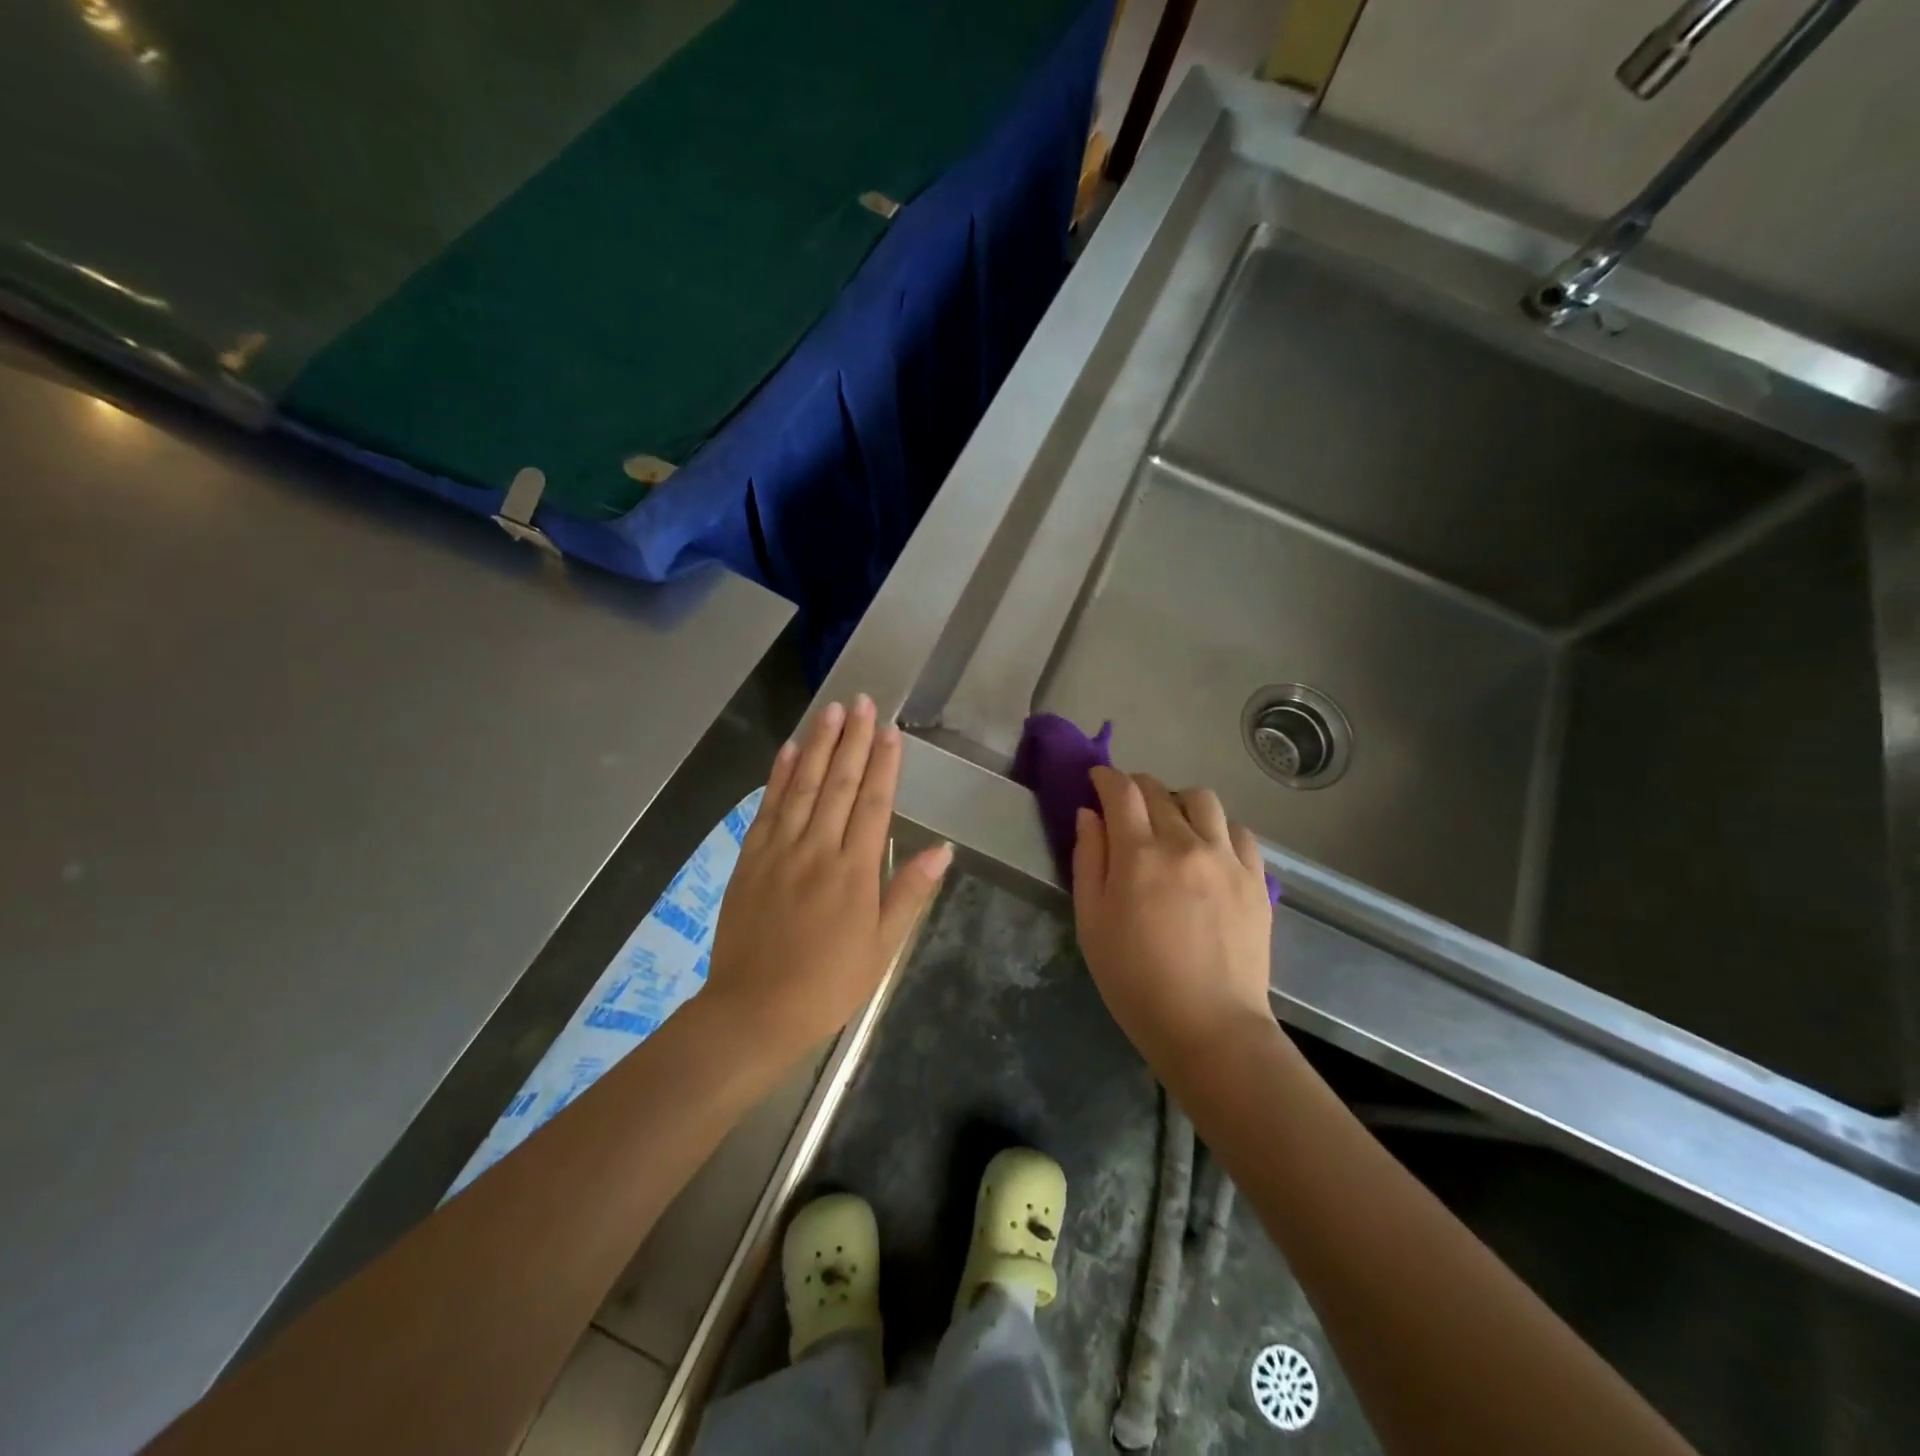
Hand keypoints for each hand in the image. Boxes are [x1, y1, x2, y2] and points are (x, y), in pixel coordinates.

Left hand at [703, 695, 951, 1064]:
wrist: (754, 1010)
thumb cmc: (829, 984)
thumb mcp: (882, 947)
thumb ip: (909, 892)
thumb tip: (942, 849)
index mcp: (855, 871)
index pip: (873, 804)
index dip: (884, 764)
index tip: (891, 731)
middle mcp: (817, 849)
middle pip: (838, 784)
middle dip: (854, 740)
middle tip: (863, 701)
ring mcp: (780, 850)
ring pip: (802, 786)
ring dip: (819, 745)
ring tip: (832, 711)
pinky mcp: (751, 858)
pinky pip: (767, 807)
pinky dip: (778, 774)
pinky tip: (789, 749)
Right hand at [1072, 768, 1273, 1075]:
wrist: (1209, 1027)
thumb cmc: (1135, 981)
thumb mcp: (1091, 923)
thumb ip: (1088, 861)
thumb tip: (1090, 815)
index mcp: (1139, 855)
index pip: (1121, 791)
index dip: (1105, 778)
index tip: (1096, 780)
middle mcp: (1186, 844)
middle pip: (1159, 790)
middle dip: (1136, 788)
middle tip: (1125, 808)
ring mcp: (1227, 859)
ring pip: (1203, 800)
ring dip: (1178, 801)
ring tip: (1171, 824)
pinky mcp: (1257, 879)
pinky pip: (1238, 831)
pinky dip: (1217, 828)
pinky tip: (1208, 850)